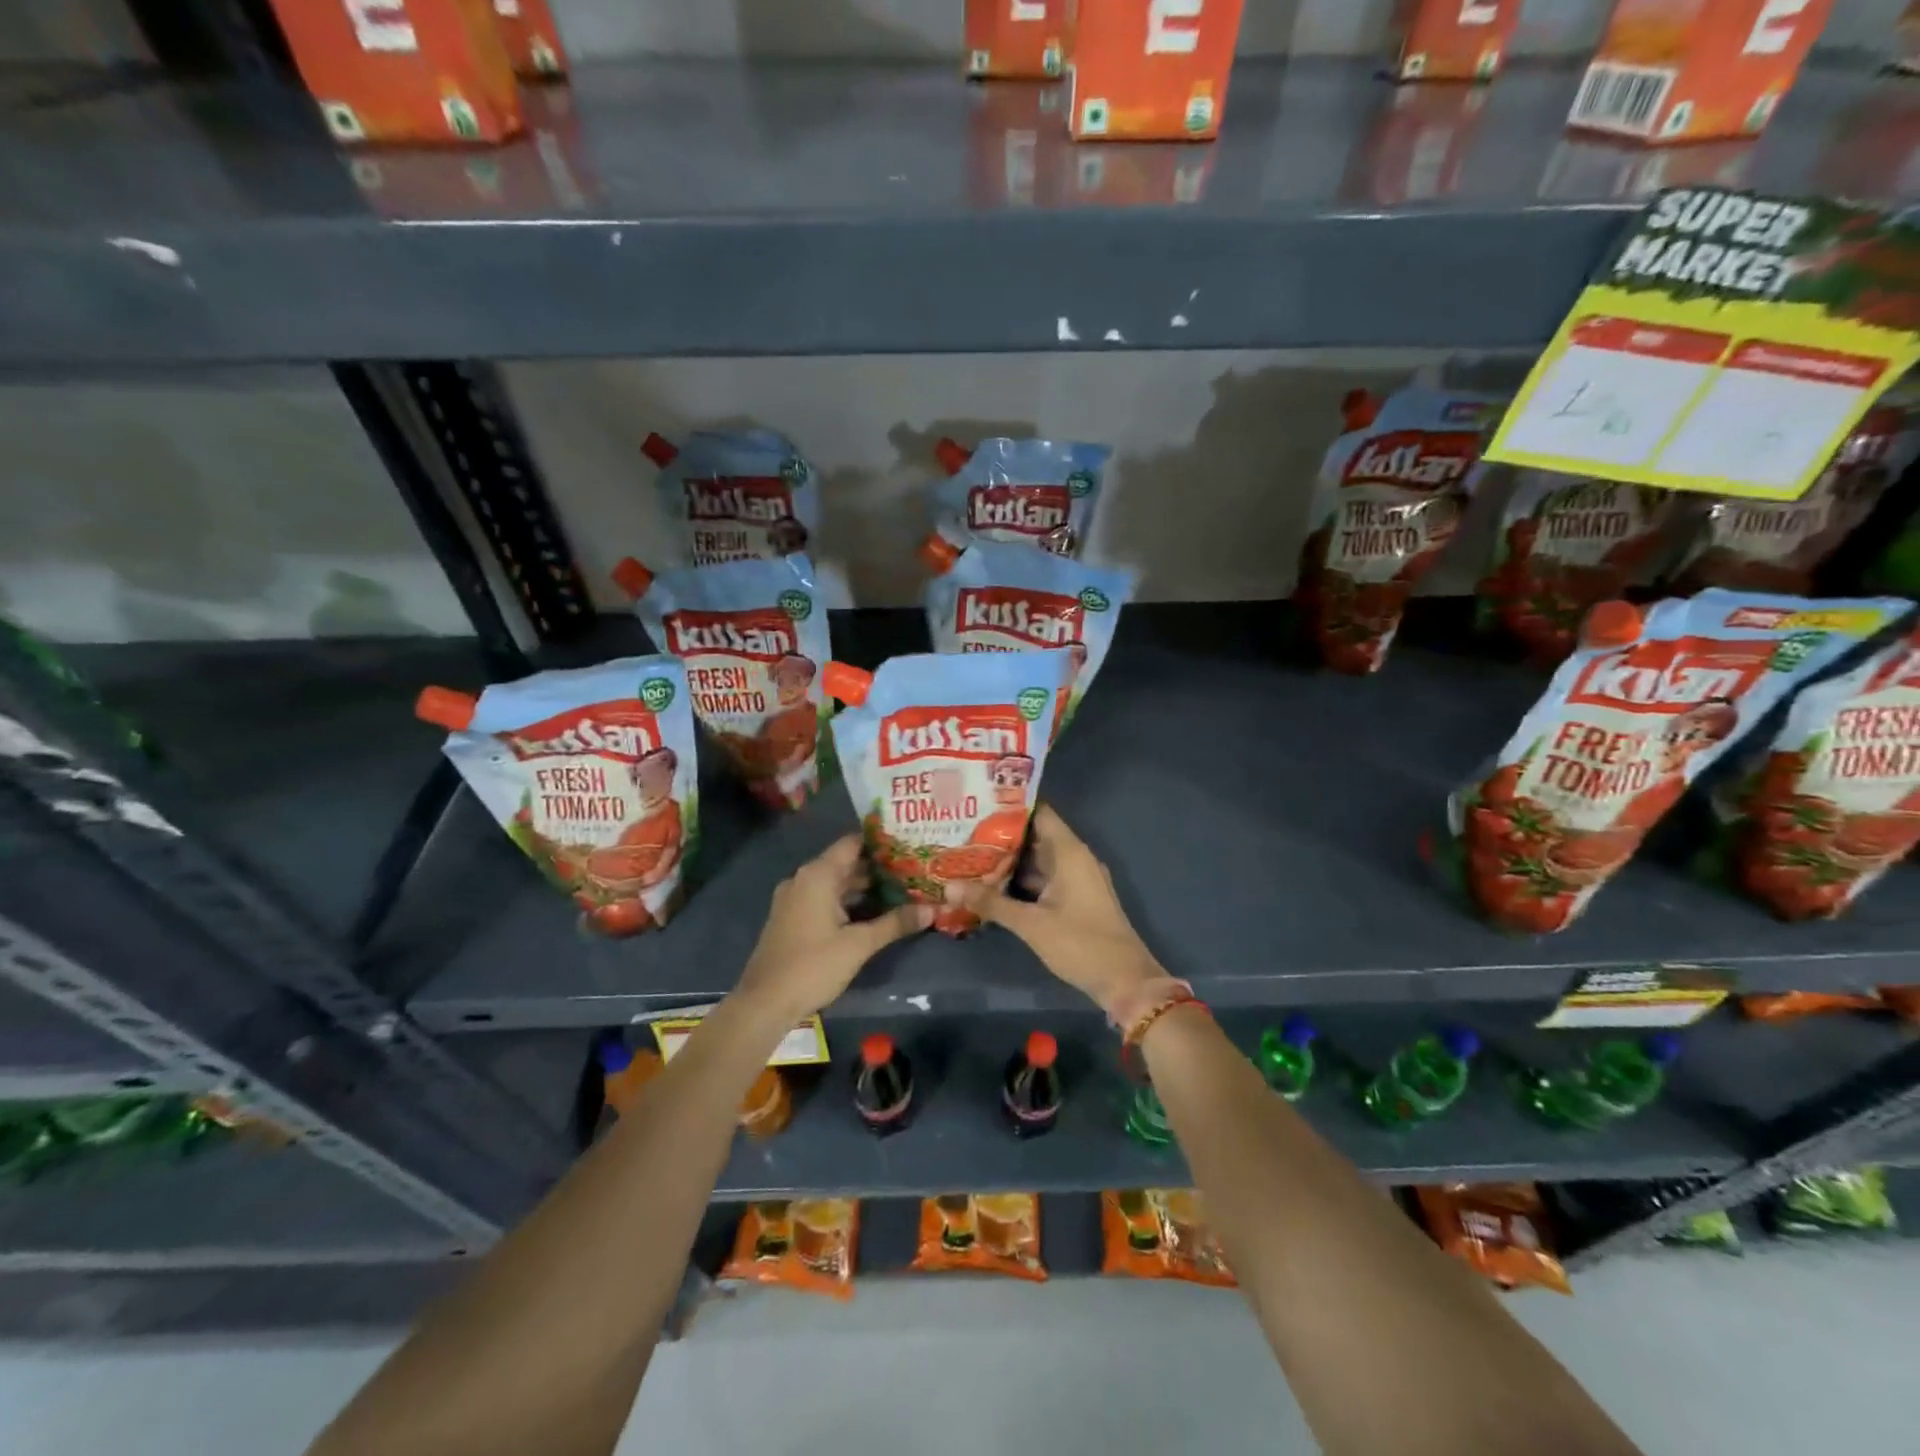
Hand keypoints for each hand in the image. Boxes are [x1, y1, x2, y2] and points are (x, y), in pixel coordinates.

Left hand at [734, 834, 930, 1018]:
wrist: (765, 1003)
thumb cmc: (813, 966)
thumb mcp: (859, 944)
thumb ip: (895, 923)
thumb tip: (932, 909)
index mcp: (818, 875)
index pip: (853, 843)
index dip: (881, 842)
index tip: (909, 843)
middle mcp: (804, 879)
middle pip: (845, 863)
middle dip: (878, 867)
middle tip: (913, 869)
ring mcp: (795, 898)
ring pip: (835, 883)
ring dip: (864, 887)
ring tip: (900, 889)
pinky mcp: (792, 917)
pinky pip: (825, 898)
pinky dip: (847, 901)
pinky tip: (872, 912)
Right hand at [958, 804, 1162, 1012]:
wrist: (1125, 980)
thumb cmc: (1080, 943)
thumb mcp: (1030, 923)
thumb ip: (991, 903)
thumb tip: (950, 888)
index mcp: (1069, 852)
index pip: (1038, 812)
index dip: (1009, 806)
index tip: (978, 804)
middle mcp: (1075, 858)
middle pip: (1035, 836)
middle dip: (1001, 836)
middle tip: (963, 833)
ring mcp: (1077, 879)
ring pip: (1038, 860)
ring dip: (1009, 861)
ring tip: (971, 856)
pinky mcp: (1076, 898)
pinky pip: (1045, 879)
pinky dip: (1022, 880)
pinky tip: (994, 886)